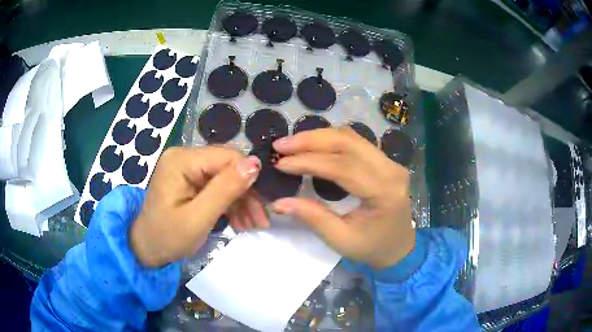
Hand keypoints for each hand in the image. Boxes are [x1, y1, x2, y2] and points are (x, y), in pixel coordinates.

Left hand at [130, 146, 265, 266]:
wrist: (147, 248)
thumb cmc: (167, 237)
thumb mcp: (198, 218)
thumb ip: (225, 190)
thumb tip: (255, 162)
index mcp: (181, 160)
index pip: (227, 157)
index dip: (249, 179)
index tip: (263, 207)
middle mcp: (184, 156)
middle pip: (227, 167)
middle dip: (246, 194)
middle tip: (260, 221)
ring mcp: (186, 167)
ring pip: (226, 177)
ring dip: (241, 201)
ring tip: (252, 225)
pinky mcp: (189, 179)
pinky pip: (217, 185)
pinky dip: (229, 203)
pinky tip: (239, 221)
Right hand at [271, 127, 414, 268]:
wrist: (399, 246)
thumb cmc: (372, 248)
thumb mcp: (341, 239)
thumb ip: (312, 217)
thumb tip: (279, 202)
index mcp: (384, 192)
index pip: (343, 167)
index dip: (309, 162)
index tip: (280, 163)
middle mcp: (391, 169)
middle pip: (348, 141)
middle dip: (311, 140)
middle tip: (281, 145)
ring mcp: (390, 162)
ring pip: (351, 137)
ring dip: (319, 137)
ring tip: (292, 144)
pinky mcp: (385, 160)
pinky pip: (355, 142)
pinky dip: (330, 140)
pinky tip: (312, 145)